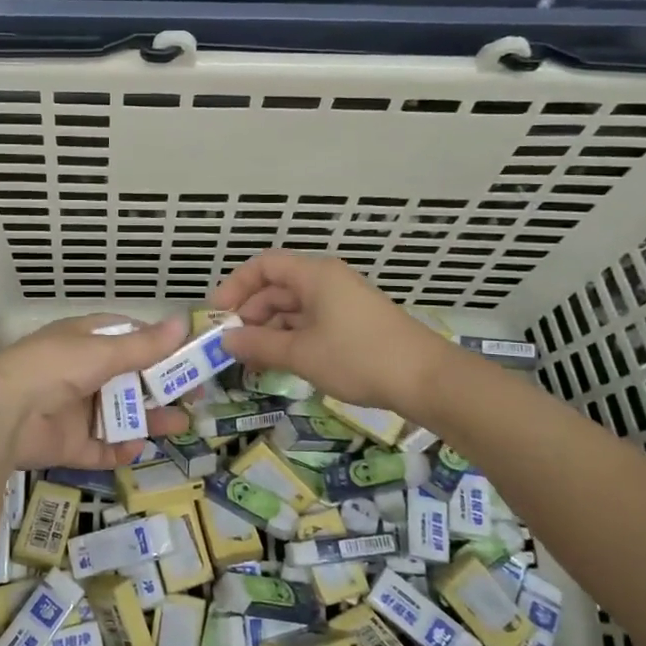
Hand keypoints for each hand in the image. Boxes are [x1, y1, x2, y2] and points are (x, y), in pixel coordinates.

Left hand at [0, 314, 191, 469]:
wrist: (3, 414)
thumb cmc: (55, 368)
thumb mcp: (103, 351)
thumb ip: (144, 345)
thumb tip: (183, 322)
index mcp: (84, 342)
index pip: (127, 339)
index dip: (158, 347)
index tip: (189, 356)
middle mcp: (81, 374)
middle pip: (129, 380)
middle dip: (161, 388)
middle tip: (195, 396)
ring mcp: (74, 411)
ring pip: (119, 415)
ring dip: (148, 419)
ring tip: (180, 425)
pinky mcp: (68, 445)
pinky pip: (100, 448)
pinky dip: (119, 449)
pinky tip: (136, 447)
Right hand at [210, 252, 446, 415]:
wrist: (427, 379)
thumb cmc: (358, 357)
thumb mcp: (301, 353)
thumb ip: (258, 345)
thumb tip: (225, 341)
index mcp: (314, 275)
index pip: (264, 266)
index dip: (236, 286)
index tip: (218, 314)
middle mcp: (327, 281)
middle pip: (277, 288)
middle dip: (251, 314)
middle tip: (232, 345)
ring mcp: (342, 303)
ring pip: (294, 309)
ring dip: (270, 331)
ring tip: (252, 361)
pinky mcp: (354, 324)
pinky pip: (312, 323)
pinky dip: (292, 339)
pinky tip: (281, 363)